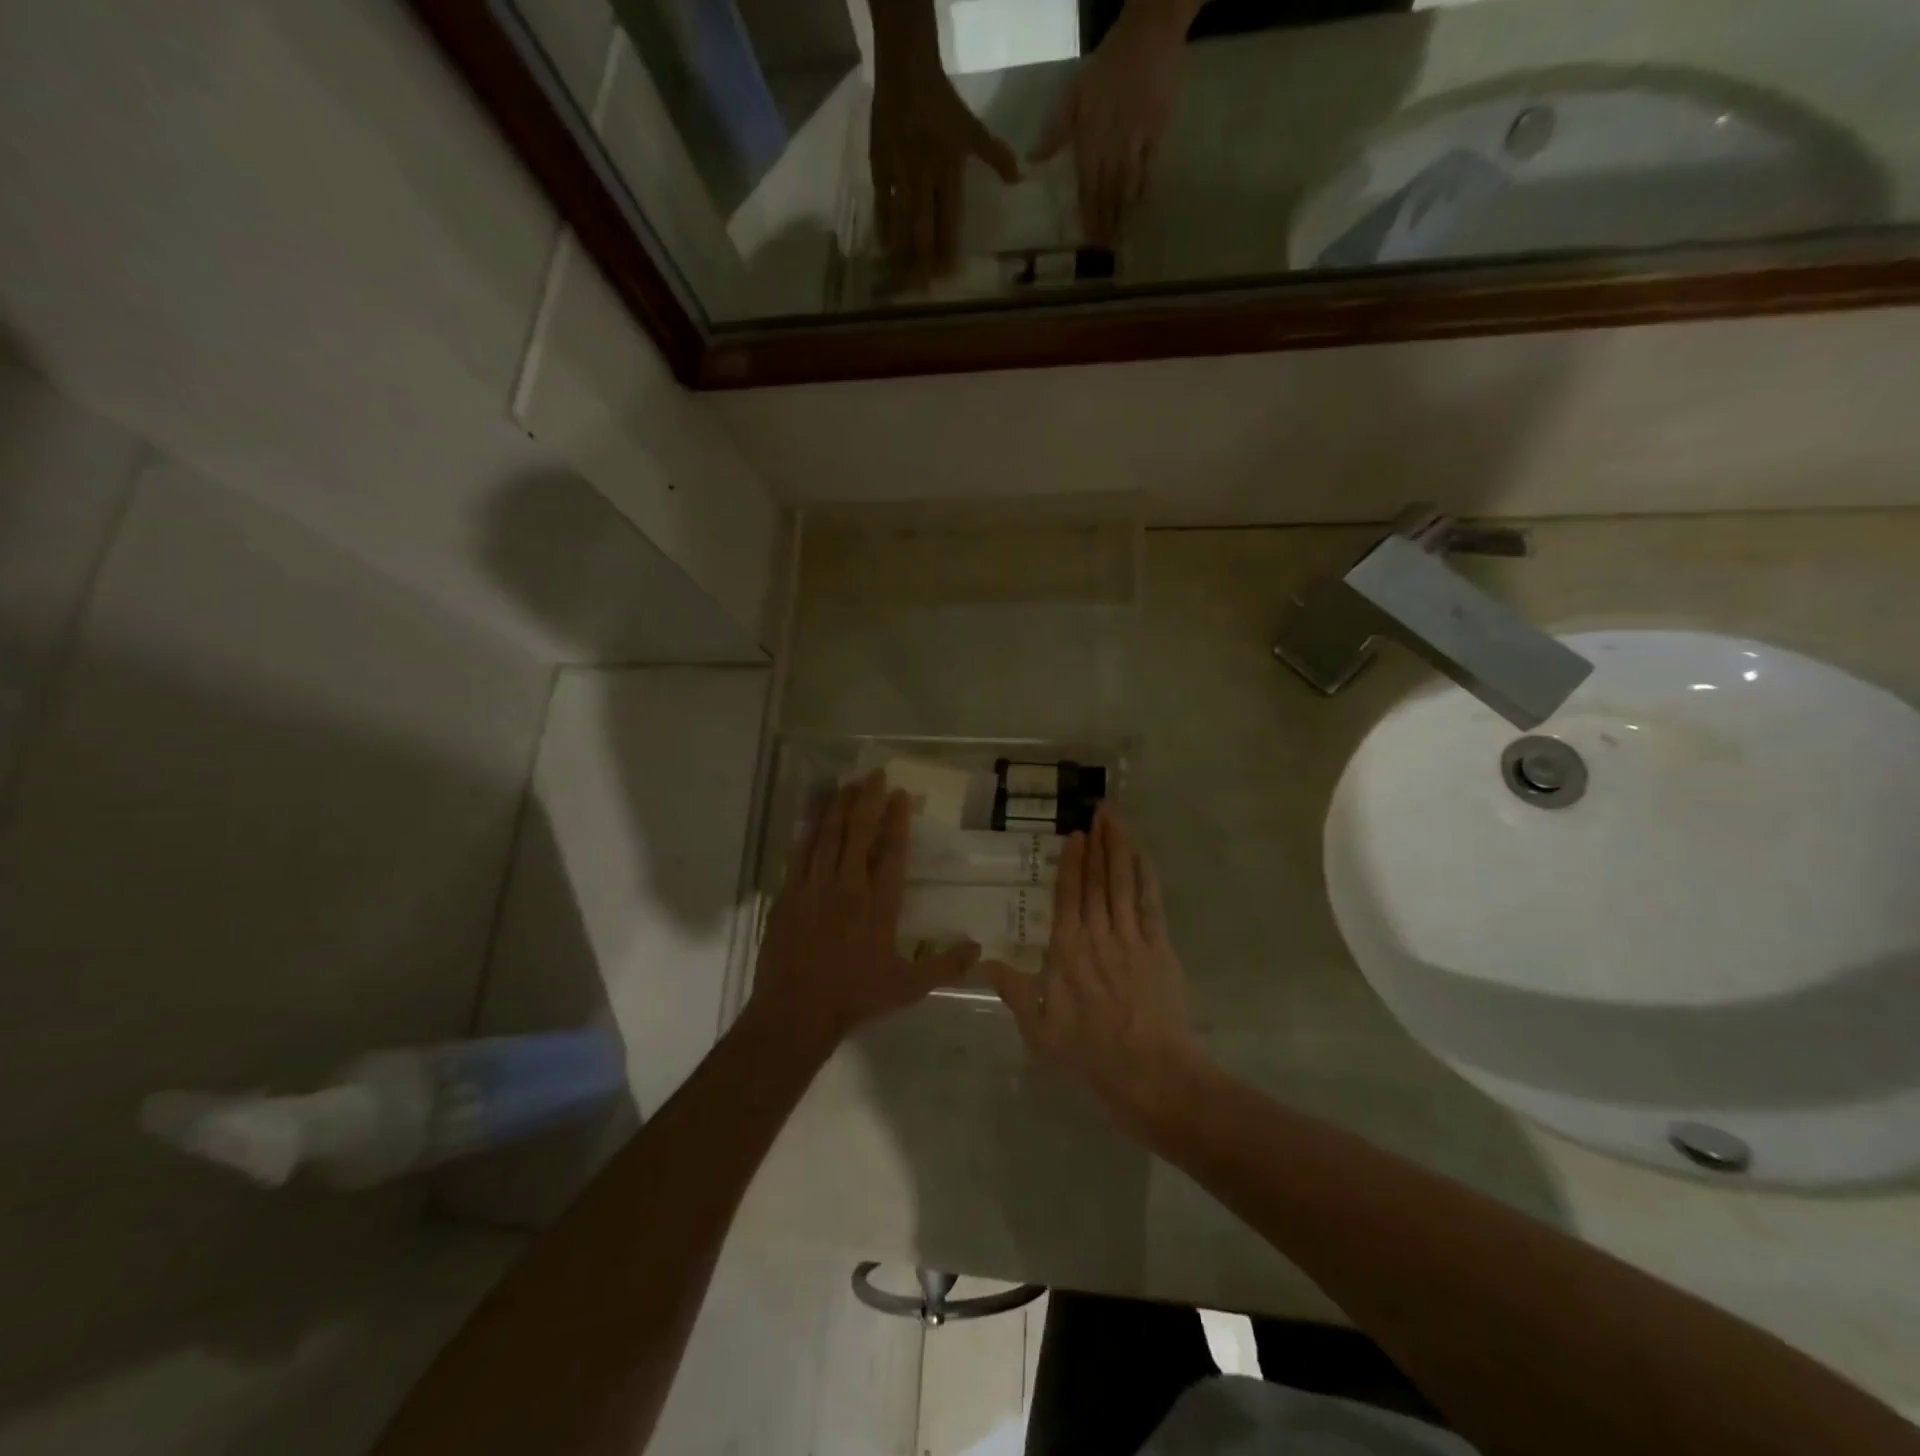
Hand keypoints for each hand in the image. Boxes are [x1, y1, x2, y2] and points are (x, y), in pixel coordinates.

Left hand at [749, 771, 979, 1053]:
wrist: (795, 1014)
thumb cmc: (855, 999)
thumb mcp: (908, 987)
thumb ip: (945, 965)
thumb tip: (979, 946)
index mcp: (878, 906)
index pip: (891, 853)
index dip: (897, 820)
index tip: (901, 794)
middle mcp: (847, 889)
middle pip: (858, 834)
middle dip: (867, 800)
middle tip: (874, 773)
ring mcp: (814, 890)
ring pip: (827, 837)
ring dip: (838, 807)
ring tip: (847, 783)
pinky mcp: (787, 897)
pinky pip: (799, 854)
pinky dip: (808, 830)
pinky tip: (813, 815)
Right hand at [870, 48, 1020, 286]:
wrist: (906, 72)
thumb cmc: (942, 103)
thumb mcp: (972, 129)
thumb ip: (995, 156)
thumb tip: (1019, 178)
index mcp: (947, 171)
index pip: (949, 221)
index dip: (948, 249)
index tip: (947, 275)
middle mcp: (923, 179)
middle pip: (922, 229)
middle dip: (922, 260)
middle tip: (923, 288)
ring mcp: (899, 176)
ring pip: (900, 223)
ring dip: (901, 252)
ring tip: (901, 278)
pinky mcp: (880, 168)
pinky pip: (881, 205)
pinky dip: (882, 227)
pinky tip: (882, 248)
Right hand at [986, 807, 1203, 1129]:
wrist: (1151, 1074)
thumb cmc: (1090, 1054)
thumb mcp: (1039, 1029)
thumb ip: (1013, 991)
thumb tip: (983, 962)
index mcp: (1067, 950)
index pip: (1068, 894)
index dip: (1072, 862)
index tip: (1074, 834)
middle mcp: (1098, 934)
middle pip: (1097, 879)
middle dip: (1099, 842)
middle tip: (1099, 810)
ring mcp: (1132, 937)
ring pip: (1123, 881)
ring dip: (1120, 847)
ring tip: (1118, 819)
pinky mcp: (1159, 947)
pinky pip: (1150, 901)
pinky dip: (1146, 874)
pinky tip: (1143, 855)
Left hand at [1031, 0, 1191, 243]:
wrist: (1149, 33)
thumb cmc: (1107, 64)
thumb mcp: (1074, 94)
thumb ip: (1055, 131)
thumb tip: (1033, 160)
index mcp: (1090, 141)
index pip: (1087, 189)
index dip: (1088, 216)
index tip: (1088, 240)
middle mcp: (1112, 148)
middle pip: (1107, 195)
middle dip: (1106, 224)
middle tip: (1105, 251)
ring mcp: (1136, 143)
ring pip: (1127, 188)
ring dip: (1124, 215)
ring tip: (1122, 239)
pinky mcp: (1157, 134)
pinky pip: (1150, 170)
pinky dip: (1145, 190)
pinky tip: (1142, 207)